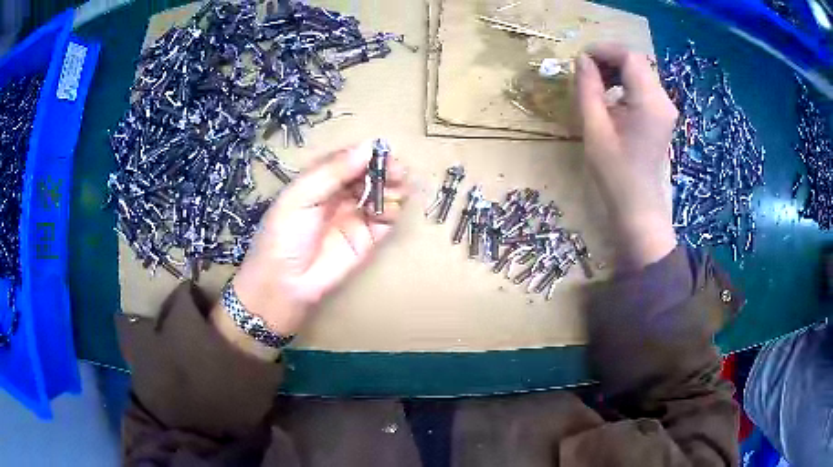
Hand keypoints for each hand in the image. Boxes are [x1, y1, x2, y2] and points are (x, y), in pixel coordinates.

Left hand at [212, 141, 408, 357]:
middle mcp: (339, 196)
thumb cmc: (283, 235)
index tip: (381, 150)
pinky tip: (391, 205)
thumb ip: (332, 172)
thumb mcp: (300, 196)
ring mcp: (355, 217)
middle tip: (395, 169)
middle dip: (383, 168)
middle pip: (367, 175)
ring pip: (380, 194)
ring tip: (398, 184)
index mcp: (319, 181)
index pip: (347, 159)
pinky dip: (393, 209)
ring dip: (393, 186)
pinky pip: (386, 219)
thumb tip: (368, 147)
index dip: (365, 153)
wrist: (285, 284)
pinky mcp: (368, 239)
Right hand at [576, 44, 678, 268]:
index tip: (580, 58)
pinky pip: (644, 88)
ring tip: (595, 84)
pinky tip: (611, 98)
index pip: (630, 57)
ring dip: (616, 70)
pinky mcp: (662, 116)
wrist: (638, 208)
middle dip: (609, 59)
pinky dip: (625, 84)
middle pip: (637, 62)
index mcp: (650, 102)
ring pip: (640, 73)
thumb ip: (588, 88)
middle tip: (585, 71)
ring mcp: (666, 109)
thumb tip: (582, 60)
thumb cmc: (615, 173)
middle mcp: (663, 100)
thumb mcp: (594, 128)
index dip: (604, 50)